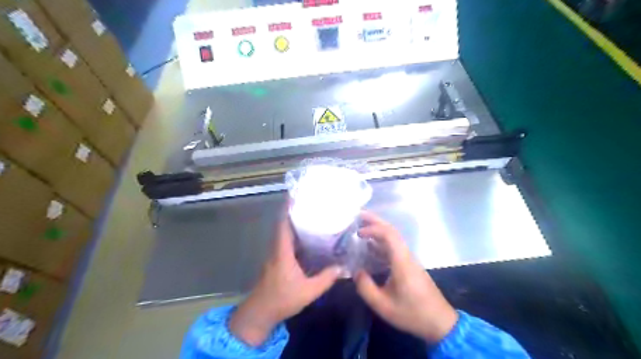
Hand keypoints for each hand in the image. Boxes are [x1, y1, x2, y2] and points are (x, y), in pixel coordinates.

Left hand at [228, 209, 343, 345]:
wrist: (259, 314)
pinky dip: (296, 238)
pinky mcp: (277, 263)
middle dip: (295, 214)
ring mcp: (275, 256)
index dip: (288, 209)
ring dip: (296, 226)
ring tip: (313, 218)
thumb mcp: (308, 291)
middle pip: (285, 226)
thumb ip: (325, 279)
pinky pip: (287, 245)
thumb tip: (341, 267)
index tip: (295, 196)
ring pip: (285, 235)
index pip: (283, 225)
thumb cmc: (282, 300)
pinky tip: (309, 241)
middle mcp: (277, 250)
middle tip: (311, 206)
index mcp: (282, 252)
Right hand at [353, 212, 458, 343]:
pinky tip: (370, 247)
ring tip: (361, 228)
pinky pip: (394, 248)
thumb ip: (366, 287)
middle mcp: (406, 256)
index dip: (373, 229)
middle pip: (392, 231)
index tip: (358, 232)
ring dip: (378, 230)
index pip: (389, 235)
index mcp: (402, 261)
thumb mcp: (383, 305)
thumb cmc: (412, 313)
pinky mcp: (409, 265)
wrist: (439, 322)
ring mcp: (409, 260)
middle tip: (358, 216)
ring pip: (393, 238)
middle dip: (375, 221)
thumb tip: (356, 271)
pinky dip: (381, 242)